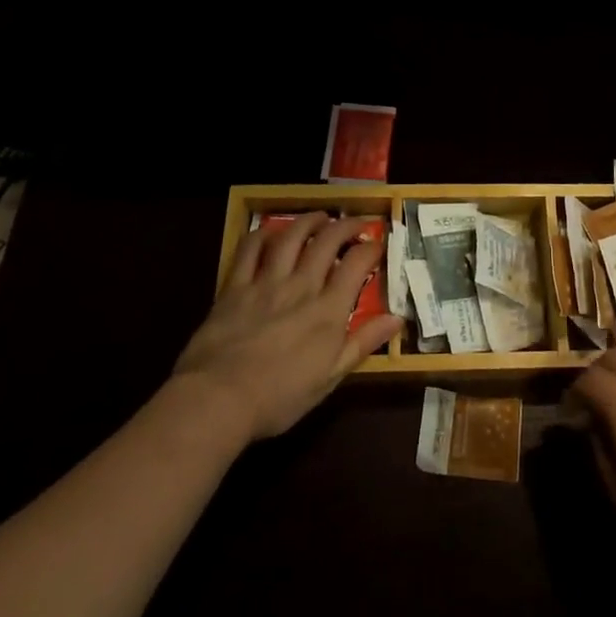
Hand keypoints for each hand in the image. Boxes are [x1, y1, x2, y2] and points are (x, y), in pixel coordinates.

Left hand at [170, 213, 401, 442]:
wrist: (218, 399)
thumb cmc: (279, 397)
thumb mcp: (330, 378)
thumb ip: (363, 343)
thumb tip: (397, 318)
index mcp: (328, 310)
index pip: (356, 264)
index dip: (371, 248)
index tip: (377, 244)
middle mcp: (301, 286)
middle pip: (327, 241)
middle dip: (345, 226)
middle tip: (355, 223)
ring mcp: (266, 282)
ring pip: (291, 237)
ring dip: (308, 221)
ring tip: (319, 217)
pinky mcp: (235, 286)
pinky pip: (250, 249)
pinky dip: (262, 234)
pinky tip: (270, 231)